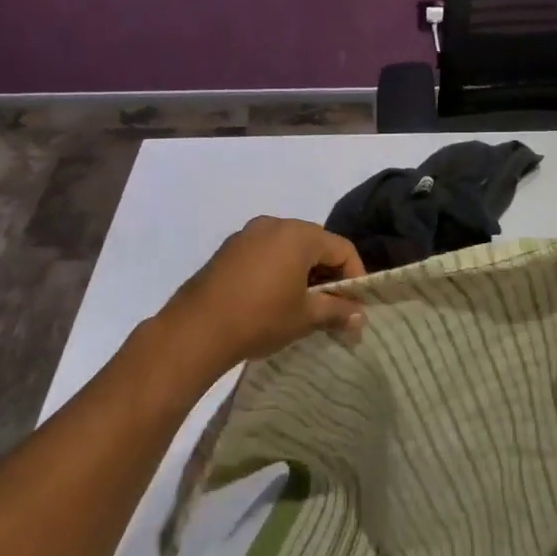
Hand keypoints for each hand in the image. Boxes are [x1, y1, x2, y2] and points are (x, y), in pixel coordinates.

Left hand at [159, 217, 366, 372]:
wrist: (195, 330)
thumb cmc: (260, 318)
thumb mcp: (306, 317)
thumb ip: (337, 311)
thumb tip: (360, 316)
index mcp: (298, 235)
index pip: (342, 248)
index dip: (355, 276)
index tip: (355, 306)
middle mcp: (273, 224)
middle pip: (315, 244)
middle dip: (329, 273)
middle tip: (333, 305)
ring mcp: (247, 235)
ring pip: (288, 248)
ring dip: (302, 272)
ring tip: (303, 304)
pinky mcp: (228, 250)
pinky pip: (265, 253)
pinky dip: (278, 270)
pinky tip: (274, 298)